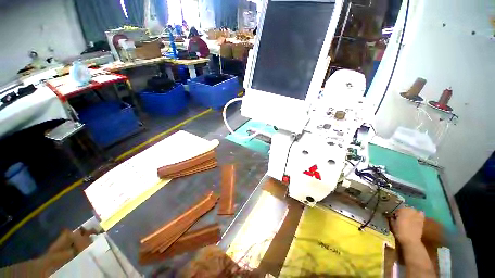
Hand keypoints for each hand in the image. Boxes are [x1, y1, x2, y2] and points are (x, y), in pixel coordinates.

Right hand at [390, 207, 424, 244]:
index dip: (394, 212)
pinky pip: (421, 214)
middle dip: (403, 211)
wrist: (411, 241)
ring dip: (410, 212)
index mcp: (401, 210)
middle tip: (400, 216)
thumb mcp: (392, 224)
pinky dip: (418, 214)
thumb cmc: (399, 232)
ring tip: (407, 216)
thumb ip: (391, 218)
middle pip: (405, 208)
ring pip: (413, 210)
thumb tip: (390, 215)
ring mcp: (417, 215)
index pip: (397, 208)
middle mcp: (410, 210)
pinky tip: (416, 217)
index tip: (393, 216)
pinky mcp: (421, 220)